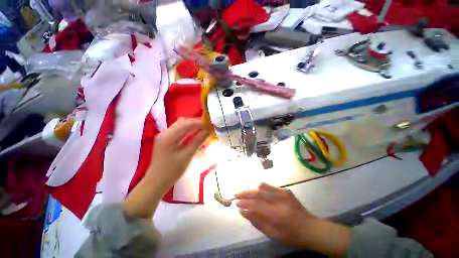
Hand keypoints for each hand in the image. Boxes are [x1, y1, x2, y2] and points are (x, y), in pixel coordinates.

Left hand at [123, 118, 208, 218]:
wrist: (156, 182)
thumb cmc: (172, 171)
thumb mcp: (187, 155)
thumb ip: (198, 141)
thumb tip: (208, 130)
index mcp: (169, 136)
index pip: (187, 124)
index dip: (200, 122)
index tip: (210, 124)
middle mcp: (165, 132)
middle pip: (183, 122)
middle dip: (197, 123)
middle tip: (208, 127)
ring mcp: (164, 135)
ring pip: (181, 125)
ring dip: (193, 126)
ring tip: (203, 129)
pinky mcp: (166, 139)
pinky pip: (179, 131)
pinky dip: (188, 130)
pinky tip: (195, 133)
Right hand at [235, 183, 350, 255]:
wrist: (310, 228)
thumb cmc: (291, 235)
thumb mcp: (273, 234)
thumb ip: (256, 221)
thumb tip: (243, 211)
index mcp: (277, 215)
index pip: (256, 205)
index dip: (244, 203)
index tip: (236, 203)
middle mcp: (280, 200)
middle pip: (258, 192)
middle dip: (245, 192)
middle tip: (236, 194)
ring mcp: (283, 193)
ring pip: (263, 186)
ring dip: (252, 189)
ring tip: (245, 194)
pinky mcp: (285, 190)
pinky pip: (269, 187)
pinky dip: (261, 189)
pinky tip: (258, 194)